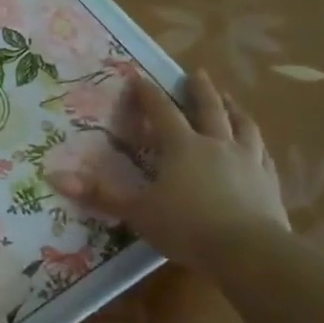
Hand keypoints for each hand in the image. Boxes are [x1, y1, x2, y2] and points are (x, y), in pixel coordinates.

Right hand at [46, 69, 288, 267]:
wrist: (248, 250)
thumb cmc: (186, 227)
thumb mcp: (137, 212)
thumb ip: (99, 194)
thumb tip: (54, 177)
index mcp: (182, 147)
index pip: (162, 112)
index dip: (148, 94)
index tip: (139, 77)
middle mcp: (216, 144)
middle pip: (209, 108)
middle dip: (200, 89)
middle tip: (197, 72)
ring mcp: (248, 161)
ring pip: (243, 125)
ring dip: (235, 108)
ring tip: (231, 99)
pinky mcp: (268, 182)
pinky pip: (264, 155)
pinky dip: (257, 145)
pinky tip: (258, 146)